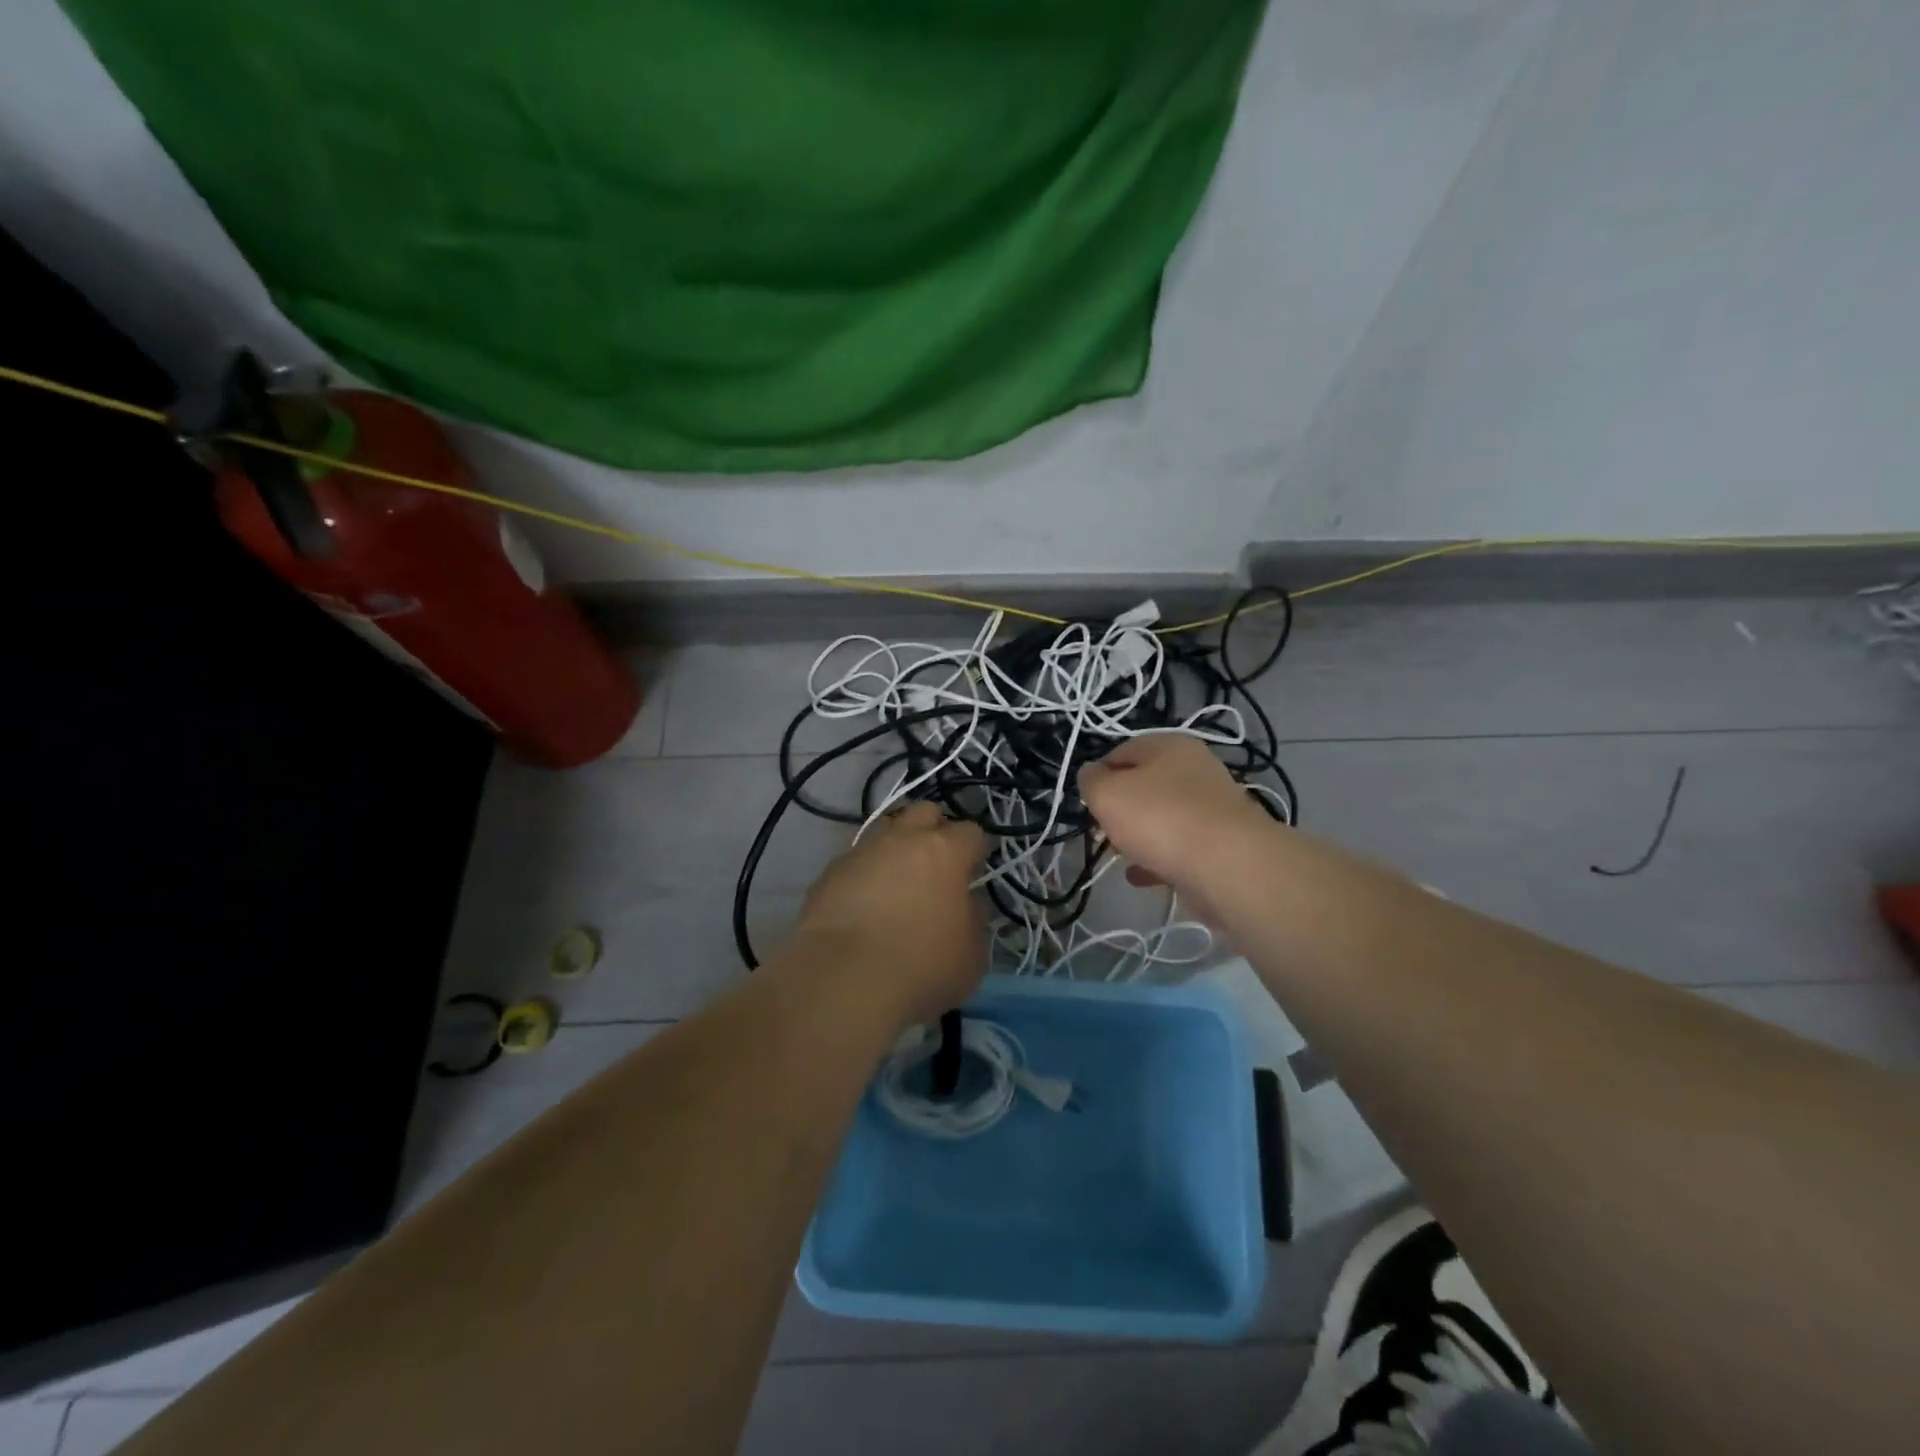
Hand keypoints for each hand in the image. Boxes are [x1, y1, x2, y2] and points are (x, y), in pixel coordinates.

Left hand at [788, 802, 989, 1026]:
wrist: (844, 979)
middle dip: (935, 829)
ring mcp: (861, 851)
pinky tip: (864, 902)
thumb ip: (974, 919)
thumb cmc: (922, 966)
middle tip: (938, 863)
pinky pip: (855, 861)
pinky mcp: (829, 873)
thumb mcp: (972, 954)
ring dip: (896, 847)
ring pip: (884, 830)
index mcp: (944, 851)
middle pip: (924, 812)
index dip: (977, 849)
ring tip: (898, 880)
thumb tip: (968, 903)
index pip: (971, 832)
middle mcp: (902, 839)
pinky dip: (865, 873)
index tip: (977, 869)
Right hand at [1077, 737, 1275, 916]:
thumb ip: (1090, 781)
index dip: (1098, 775)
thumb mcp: (1107, 793)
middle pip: (1144, 785)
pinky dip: (1157, 859)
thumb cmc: (1159, 817)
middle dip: (1118, 809)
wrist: (1227, 865)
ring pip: (1162, 817)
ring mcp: (1211, 807)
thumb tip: (1091, 775)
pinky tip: (1140, 877)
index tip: (1087, 801)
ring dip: (1137, 836)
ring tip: (1119, 856)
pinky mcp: (1220, 843)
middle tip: (1101, 830)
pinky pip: (1179, 846)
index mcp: (1170, 745)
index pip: (1122, 751)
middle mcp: (1195, 769)